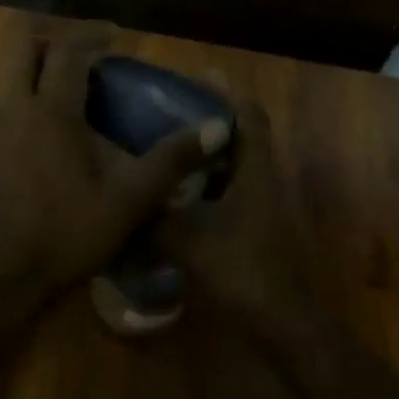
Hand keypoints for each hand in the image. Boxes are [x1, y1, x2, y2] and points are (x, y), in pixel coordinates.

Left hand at [0, 28, 231, 304]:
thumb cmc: (62, 237)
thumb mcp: (127, 202)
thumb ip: (171, 161)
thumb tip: (219, 126)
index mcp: (51, 111)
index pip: (68, 49)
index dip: (91, 33)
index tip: (114, 35)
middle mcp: (10, 108)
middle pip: (21, 47)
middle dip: (51, 40)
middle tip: (81, 57)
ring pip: (3, 77)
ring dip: (31, 73)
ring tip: (62, 98)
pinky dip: (16, 105)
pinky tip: (34, 142)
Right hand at [155, 95, 323, 340]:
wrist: (281, 321)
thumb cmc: (242, 271)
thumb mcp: (188, 242)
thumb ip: (152, 221)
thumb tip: (117, 203)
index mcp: (255, 171)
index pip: (249, 116)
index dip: (227, 93)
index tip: (197, 77)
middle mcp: (262, 179)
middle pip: (241, 134)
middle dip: (210, 117)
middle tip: (170, 109)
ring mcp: (261, 204)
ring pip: (234, 163)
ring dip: (207, 149)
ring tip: (166, 142)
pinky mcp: (253, 226)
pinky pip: (227, 189)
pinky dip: (205, 181)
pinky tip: (174, 191)